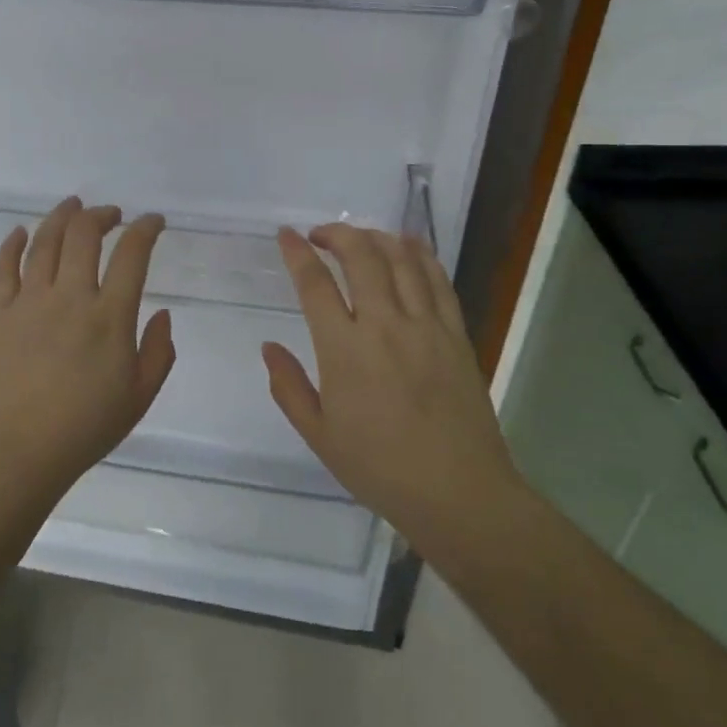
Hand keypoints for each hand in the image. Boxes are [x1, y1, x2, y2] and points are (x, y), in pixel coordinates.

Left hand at [0, 197, 175, 502]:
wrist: (17, 453)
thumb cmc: (85, 428)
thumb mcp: (140, 396)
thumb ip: (159, 351)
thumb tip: (163, 313)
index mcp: (109, 316)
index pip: (131, 254)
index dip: (146, 229)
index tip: (154, 221)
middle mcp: (69, 297)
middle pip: (83, 235)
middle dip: (102, 215)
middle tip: (113, 214)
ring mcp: (30, 302)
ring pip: (44, 242)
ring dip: (61, 216)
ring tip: (74, 205)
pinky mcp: (0, 314)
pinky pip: (3, 269)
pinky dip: (12, 244)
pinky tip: (22, 232)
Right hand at [262, 225, 519, 551]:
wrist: (457, 492)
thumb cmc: (379, 468)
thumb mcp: (318, 435)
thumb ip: (289, 386)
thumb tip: (269, 347)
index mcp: (344, 350)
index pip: (315, 284)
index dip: (297, 253)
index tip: (286, 235)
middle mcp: (383, 325)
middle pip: (360, 256)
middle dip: (336, 234)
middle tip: (321, 235)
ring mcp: (425, 325)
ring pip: (400, 259)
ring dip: (375, 237)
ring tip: (360, 238)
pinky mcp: (456, 333)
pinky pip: (438, 279)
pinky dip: (420, 254)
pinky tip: (408, 246)